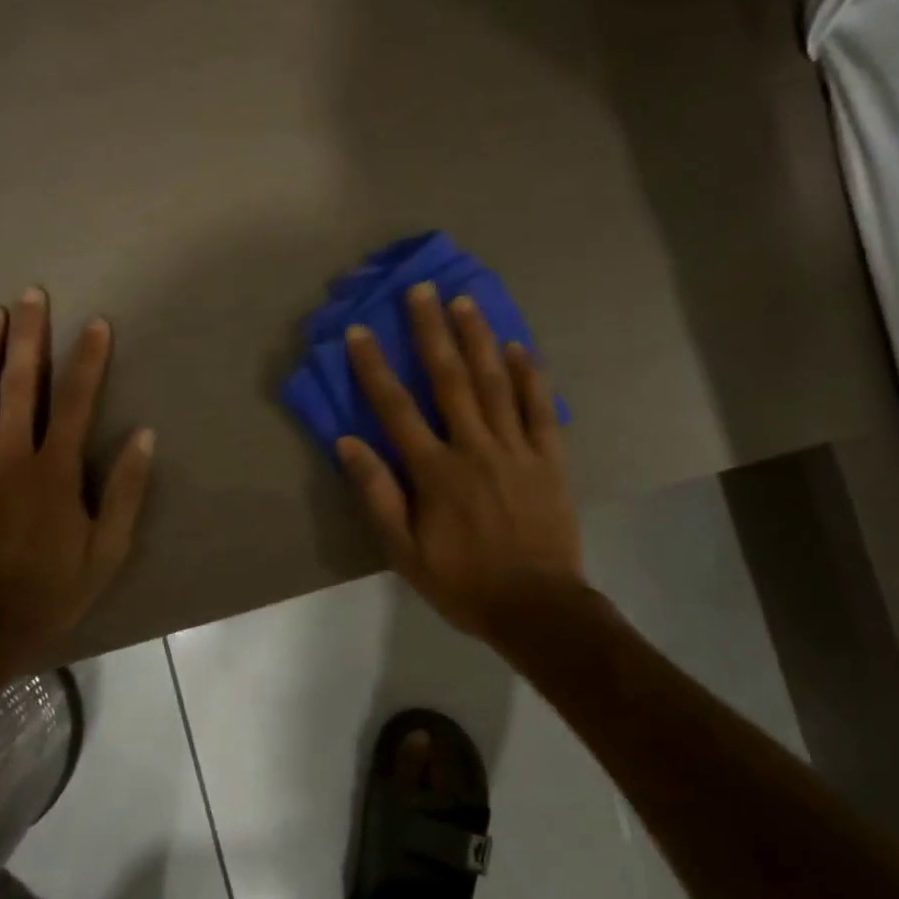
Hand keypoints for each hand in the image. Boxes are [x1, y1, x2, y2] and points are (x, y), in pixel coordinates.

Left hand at [0, 290, 153, 665]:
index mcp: (55, 470)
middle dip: (29, 336)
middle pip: (22, 384)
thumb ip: (125, 490)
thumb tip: (144, 436)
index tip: (97, 323)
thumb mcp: (108, 548)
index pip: (78, 401)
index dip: (89, 359)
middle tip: (32, 294)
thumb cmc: (50, 590)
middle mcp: (11, 456)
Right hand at [336, 280, 586, 641]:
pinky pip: (540, 408)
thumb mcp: (405, 552)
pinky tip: (519, 347)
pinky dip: (530, 375)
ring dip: (479, 339)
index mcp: (435, 472)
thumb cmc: (463, 582)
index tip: (361, 331)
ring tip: (465, 302)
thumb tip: (348, 443)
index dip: (375, 367)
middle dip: (433, 331)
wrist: (537, 608)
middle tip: (423, 290)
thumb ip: (378, 495)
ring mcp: (516, 449)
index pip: (396, 408)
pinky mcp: (550, 457)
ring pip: (495, 383)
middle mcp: (474, 448)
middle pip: (450, 379)